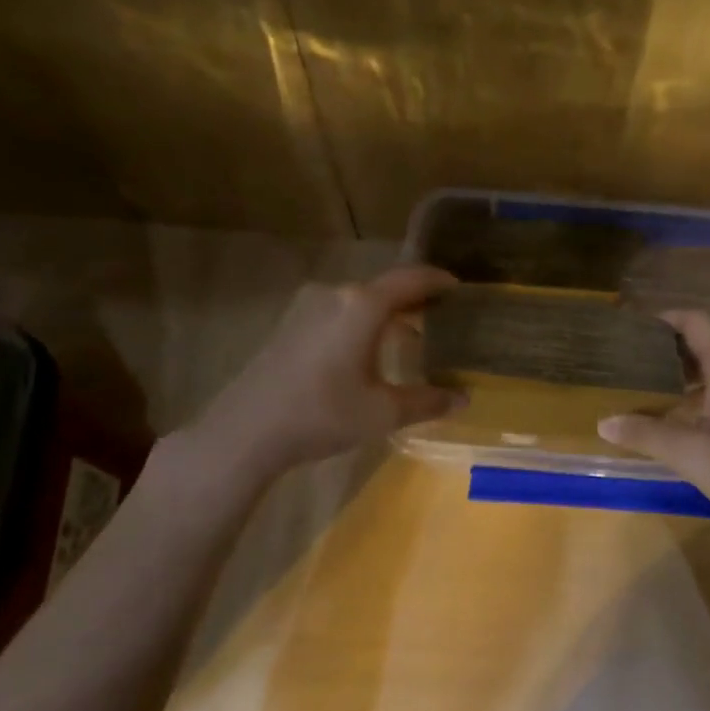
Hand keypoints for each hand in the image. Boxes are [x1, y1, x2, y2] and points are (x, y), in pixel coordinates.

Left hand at [185, 266, 463, 477]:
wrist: (247, 430)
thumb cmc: (323, 414)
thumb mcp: (383, 412)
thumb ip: (427, 401)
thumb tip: (463, 399)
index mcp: (363, 305)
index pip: (410, 280)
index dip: (438, 280)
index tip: (459, 286)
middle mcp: (335, 294)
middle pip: (384, 288)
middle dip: (414, 299)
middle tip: (441, 315)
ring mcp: (307, 307)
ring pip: (359, 302)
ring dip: (386, 314)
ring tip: (410, 334)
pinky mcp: (289, 325)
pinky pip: (338, 313)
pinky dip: (361, 323)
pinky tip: (368, 350)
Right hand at [597, 311, 709, 546]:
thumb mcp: (694, 457)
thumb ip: (648, 435)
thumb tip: (604, 422)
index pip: (696, 322)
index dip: (663, 320)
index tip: (630, 331)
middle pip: (706, 343)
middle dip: (667, 349)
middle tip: (627, 364)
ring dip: (683, 375)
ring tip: (644, 390)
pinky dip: (701, 394)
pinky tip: (678, 420)